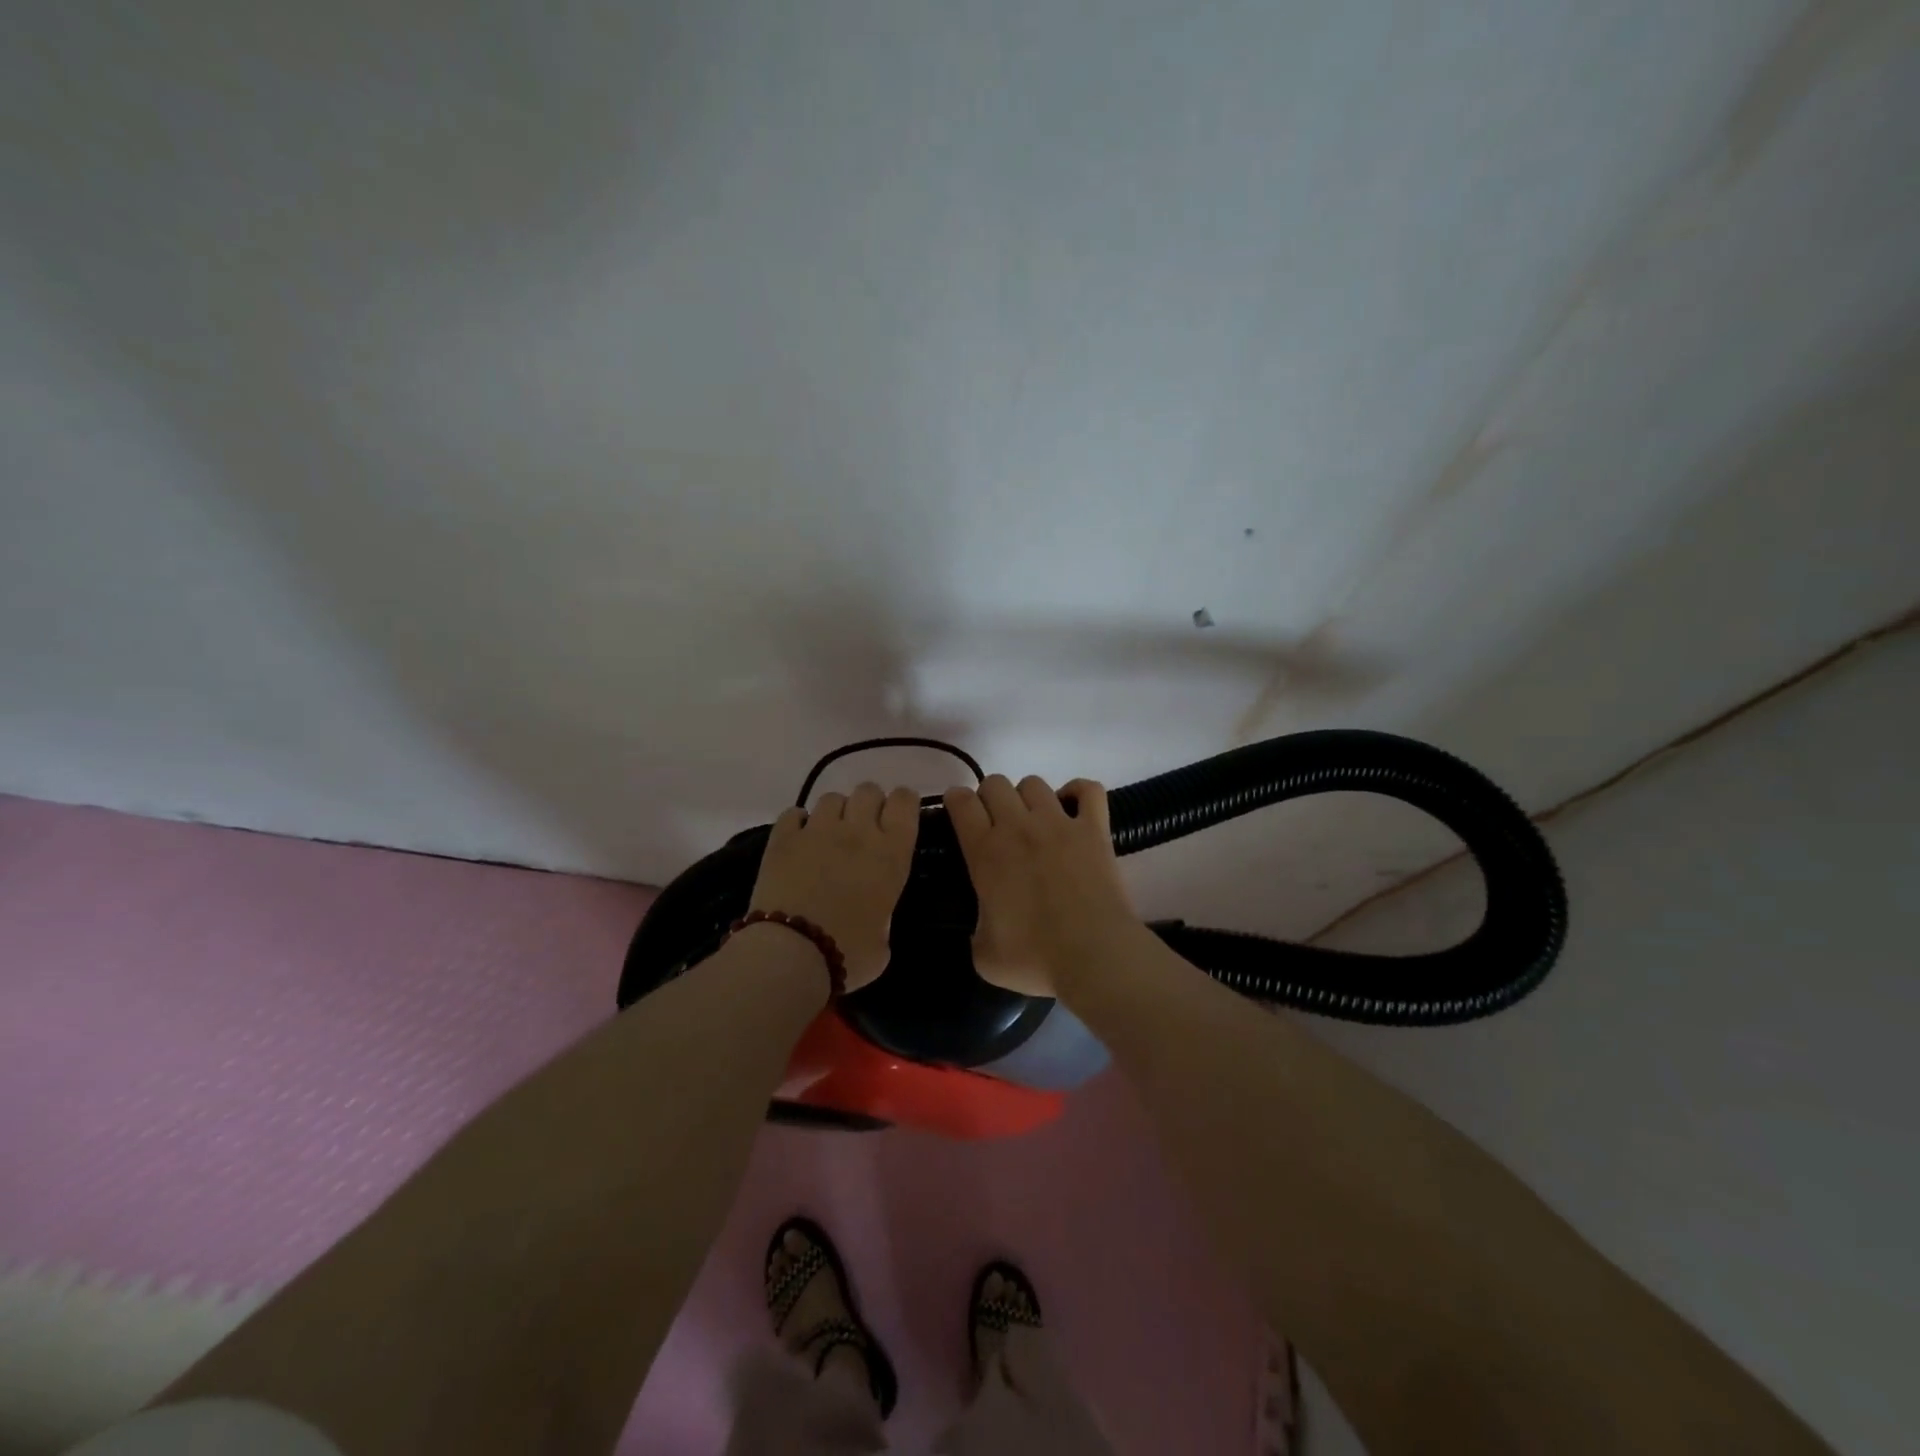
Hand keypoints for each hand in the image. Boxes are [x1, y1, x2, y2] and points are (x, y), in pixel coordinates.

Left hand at [749, 782, 921, 991]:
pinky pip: (794, 813)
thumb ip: (883, 915)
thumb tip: (874, 916)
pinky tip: (798, 840)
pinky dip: (799, 822)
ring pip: (832, 798)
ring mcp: (817, 831)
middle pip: (868, 791)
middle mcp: (858, 832)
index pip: (904, 802)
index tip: (899, 816)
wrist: (790, 954)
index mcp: (891, 854)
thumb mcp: (884, 942)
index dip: (903, 803)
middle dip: (869, 804)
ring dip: (835, 813)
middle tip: (864, 829)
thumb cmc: (847, 954)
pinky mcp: (782, 838)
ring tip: (829, 836)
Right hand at [942, 775, 1137, 997]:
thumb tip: (983, 925)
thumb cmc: (1035, 959)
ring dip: (1027, 797)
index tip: (958, 812)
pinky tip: (1073, 809)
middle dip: (989, 798)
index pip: (961, 803)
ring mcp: (1059, 823)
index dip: (955, 801)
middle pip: (995, 783)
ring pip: (1034, 783)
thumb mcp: (984, 955)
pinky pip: (1088, 789)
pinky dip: (1078, 792)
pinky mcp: (1094, 829)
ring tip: (1033, 821)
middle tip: (996, 824)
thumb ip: (976, 928)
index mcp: (986, 853)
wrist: (1094, 956)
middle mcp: (1018, 827)